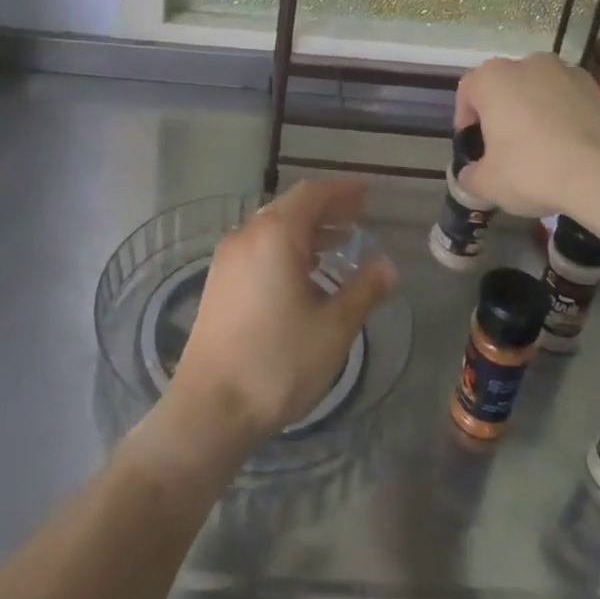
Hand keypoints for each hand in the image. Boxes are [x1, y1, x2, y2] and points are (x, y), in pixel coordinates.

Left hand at [166, 180, 396, 449]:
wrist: (211, 407)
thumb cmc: (278, 362)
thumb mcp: (333, 328)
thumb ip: (363, 290)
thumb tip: (388, 265)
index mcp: (275, 236)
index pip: (312, 195)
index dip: (342, 191)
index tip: (367, 193)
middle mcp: (247, 236)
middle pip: (290, 207)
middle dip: (326, 209)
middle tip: (358, 216)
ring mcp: (228, 259)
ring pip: (272, 228)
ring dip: (306, 230)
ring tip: (339, 242)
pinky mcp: (219, 282)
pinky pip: (258, 247)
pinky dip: (286, 248)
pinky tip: (303, 272)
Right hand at [454, 53, 599, 218]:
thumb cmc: (533, 170)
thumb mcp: (488, 183)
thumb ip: (471, 177)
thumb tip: (470, 176)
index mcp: (492, 78)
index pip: (467, 92)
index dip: (466, 120)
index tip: (474, 147)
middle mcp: (527, 63)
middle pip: (504, 87)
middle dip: (501, 113)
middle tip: (504, 149)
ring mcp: (566, 72)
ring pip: (538, 91)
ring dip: (533, 112)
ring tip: (541, 149)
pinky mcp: (597, 88)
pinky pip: (567, 101)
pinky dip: (563, 118)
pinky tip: (569, 149)